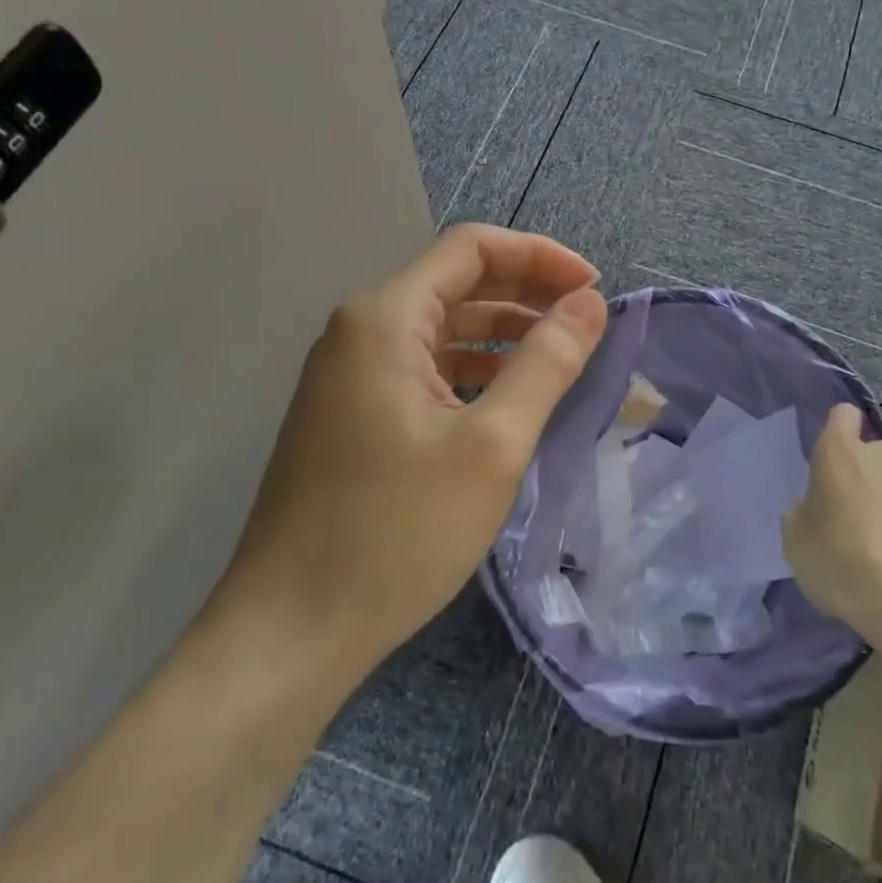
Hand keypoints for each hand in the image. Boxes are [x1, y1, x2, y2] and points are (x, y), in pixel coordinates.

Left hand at [217, 225, 606, 678]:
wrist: (289, 635)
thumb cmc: (396, 532)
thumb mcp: (492, 444)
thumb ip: (546, 362)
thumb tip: (588, 302)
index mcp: (385, 318)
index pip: (472, 247)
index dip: (539, 256)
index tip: (593, 289)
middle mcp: (361, 331)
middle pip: (457, 282)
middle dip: (527, 292)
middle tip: (587, 322)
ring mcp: (351, 374)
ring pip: (443, 327)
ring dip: (504, 333)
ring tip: (563, 359)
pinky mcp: (353, 413)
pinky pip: (425, 367)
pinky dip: (474, 369)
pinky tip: (511, 398)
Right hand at [783, 404, 881, 661]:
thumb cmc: (841, 559)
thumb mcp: (796, 540)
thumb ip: (803, 512)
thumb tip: (814, 508)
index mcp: (841, 451)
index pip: (842, 415)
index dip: (837, 431)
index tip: (830, 459)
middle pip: (872, 453)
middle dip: (863, 475)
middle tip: (849, 513)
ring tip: (878, 545)